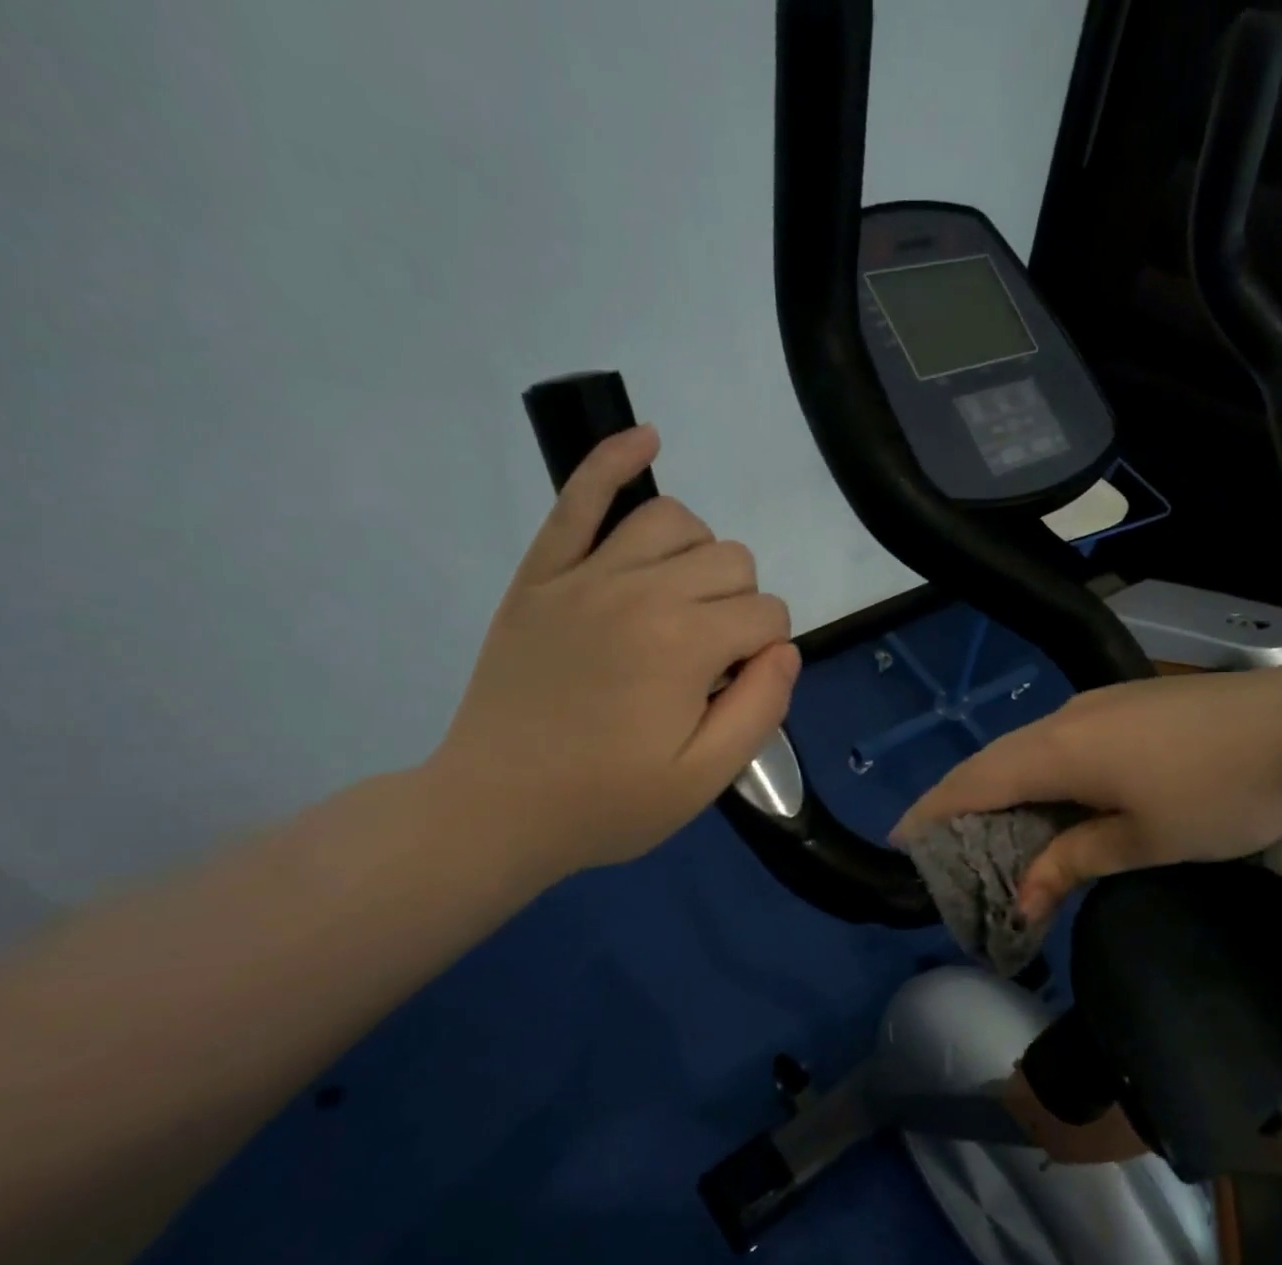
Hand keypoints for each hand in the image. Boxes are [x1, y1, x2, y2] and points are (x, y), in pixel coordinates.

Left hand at [430, 425, 799, 884]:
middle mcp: (640, 590)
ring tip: (686, 600)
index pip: (768, 615)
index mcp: (685, 643)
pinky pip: (578, 497)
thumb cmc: (608, 801)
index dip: (768, 653)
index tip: (736, 691)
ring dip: (700, 556)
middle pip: (732, 561)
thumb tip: (785, 649)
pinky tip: (645, 439)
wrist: (495, 808)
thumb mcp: (705, 777)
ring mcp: (584, 575)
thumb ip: (762, 707)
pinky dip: (614, 459)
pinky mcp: (542, 574)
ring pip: (674, 521)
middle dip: (741, 607)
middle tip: (711, 661)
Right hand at [893, 666, 1281, 920]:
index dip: (933, 810)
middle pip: (994, 761)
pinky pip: (1062, 742)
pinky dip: (1041, 776)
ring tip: (996, 833)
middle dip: (963, 804)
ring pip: (1029, 750)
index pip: (974, 782)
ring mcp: (1099, 704)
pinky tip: (1055, 801)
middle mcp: (1066, 718)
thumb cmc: (1222, 792)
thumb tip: (1023, 896)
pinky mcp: (1129, 704)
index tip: (901, 839)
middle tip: (947, 848)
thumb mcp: (1145, 840)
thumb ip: (1074, 860)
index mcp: (1058, 750)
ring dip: (1006, 790)